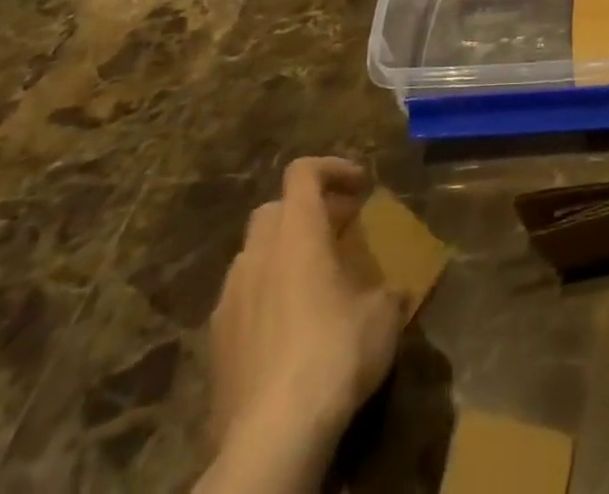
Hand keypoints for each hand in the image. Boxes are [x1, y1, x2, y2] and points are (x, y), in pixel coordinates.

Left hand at [196, 158, 407, 493]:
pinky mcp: (214, 344)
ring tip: (315, 280)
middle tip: (340, 230)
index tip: (360, 188)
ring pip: (254, 254)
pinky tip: (290, 328)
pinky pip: (242, 298)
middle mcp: (258, 255)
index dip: (333, 169)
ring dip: (284, 253)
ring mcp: (229, 300)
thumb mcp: (384, 315)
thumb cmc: (334, 355)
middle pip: (274, 209)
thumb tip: (394, 291)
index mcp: (297, 234)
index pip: (303, 172)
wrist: (271, 439)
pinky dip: (266, 295)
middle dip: (307, 211)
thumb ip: (388, 290)